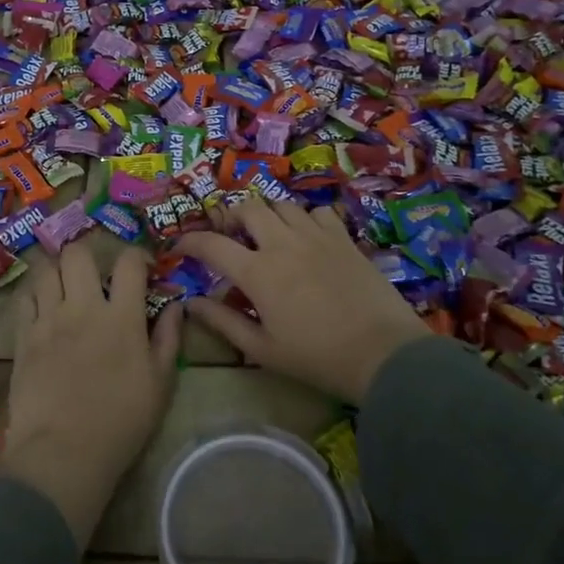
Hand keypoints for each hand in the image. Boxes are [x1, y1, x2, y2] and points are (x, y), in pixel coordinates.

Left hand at [0, 243, 184, 544]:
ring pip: (45, 269)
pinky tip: (42, 307)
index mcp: (122, 316)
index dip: (136, 256)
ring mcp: (48, 319)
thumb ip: (168, 338)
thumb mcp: (160, 383)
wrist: (63, 452)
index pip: (128, 262)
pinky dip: (34, 294)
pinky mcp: (23, 336)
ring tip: (65, 286)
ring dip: (57, 270)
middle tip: (94, 274)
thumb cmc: (121, 421)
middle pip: (77, 253)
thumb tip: (176, 306)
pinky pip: (24, 297)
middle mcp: (83, 307)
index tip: (140, 269)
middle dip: (88, 254)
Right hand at [177, 198, 426, 402]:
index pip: (211, 244)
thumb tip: (190, 303)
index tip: (180, 247)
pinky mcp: (344, 238)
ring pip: (282, 205)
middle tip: (228, 235)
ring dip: (266, 215)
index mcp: (258, 272)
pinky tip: (306, 237)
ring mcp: (316, 236)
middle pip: (248, 209)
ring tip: (265, 234)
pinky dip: (304, 218)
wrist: (384, 354)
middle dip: (230, 217)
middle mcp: (283, 243)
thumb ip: (223, 321)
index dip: (189, 241)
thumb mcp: (262, 349)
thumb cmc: (317, 358)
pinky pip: (318, 212)